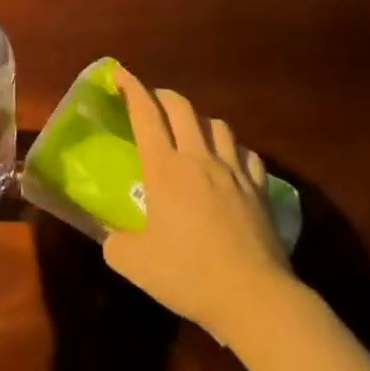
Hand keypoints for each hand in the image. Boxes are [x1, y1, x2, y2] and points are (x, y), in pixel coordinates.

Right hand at [101, 65, 292, 341]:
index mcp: (164, 168)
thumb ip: (115, 243)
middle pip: (182, 107)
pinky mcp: (259, 189)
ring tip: (191, 131)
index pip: (145, 114)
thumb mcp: (134, 263)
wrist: (253, 297)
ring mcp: (233, 171)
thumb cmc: (188, 275)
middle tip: (151, 102)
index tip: (120, 73)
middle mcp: (198, 158)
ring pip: (217, 125)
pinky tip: (230, 162)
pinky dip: (234, 150)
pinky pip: (247, 154)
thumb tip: (111, 236)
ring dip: (200, 120)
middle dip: (163, 96)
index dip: (131, 89)